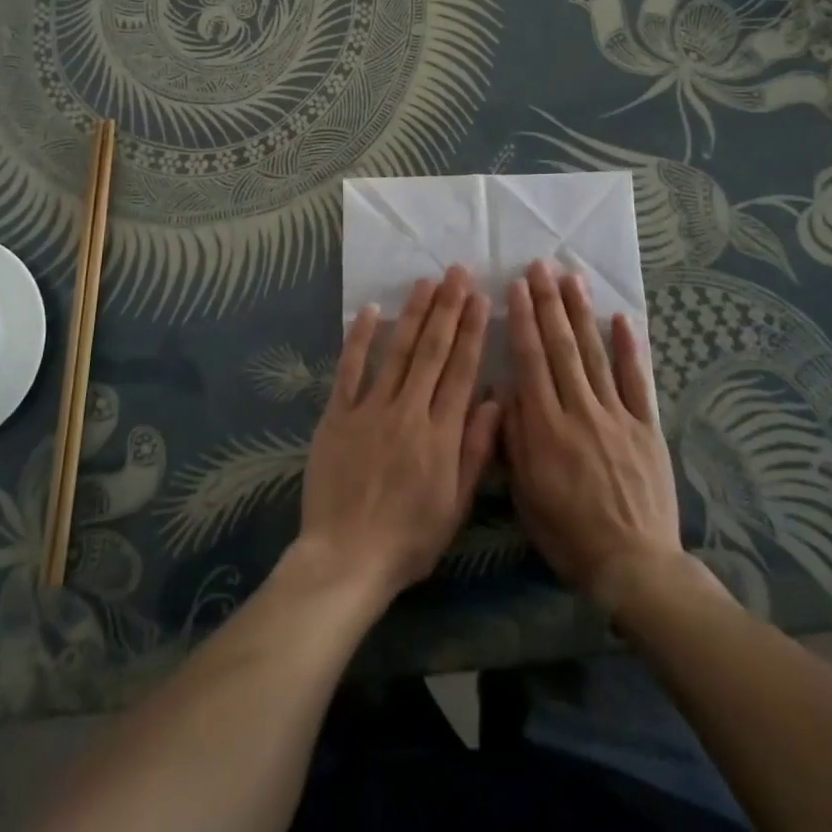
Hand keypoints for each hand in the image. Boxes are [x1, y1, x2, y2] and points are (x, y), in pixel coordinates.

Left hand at [295, 266, 501, 604]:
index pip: (461, 370)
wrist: (346, 559)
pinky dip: (359, 338)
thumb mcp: (456, 505)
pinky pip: (349, 369)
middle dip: (447, 308)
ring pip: (396, 351)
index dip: (472, 331)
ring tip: (426, 282)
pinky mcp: (337, 415)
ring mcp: (370, 410)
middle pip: (431, 351)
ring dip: (413, 313)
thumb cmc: (409, 539)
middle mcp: (408, 411)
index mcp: (441, 434)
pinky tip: (371, 310)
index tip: (480, 297)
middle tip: (457, 271)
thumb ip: (476, 451)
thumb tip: (494, 401)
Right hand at [502, 261, 690, 604]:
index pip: (531, 361)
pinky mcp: (646, 427)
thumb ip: (513, 438)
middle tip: (540, 266)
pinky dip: (629, 348)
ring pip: (595, 354)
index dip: (522, 321)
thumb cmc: (569, 534)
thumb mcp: (525, 493)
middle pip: (561, 347)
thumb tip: (504, 389)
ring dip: (582, 313)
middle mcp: (580, 411)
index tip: (516, 287)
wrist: (634, 567)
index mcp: (546, 428)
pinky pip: (637, 381)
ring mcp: (616, 416)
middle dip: (548, 303)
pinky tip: (622, 318)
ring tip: (573, 278)